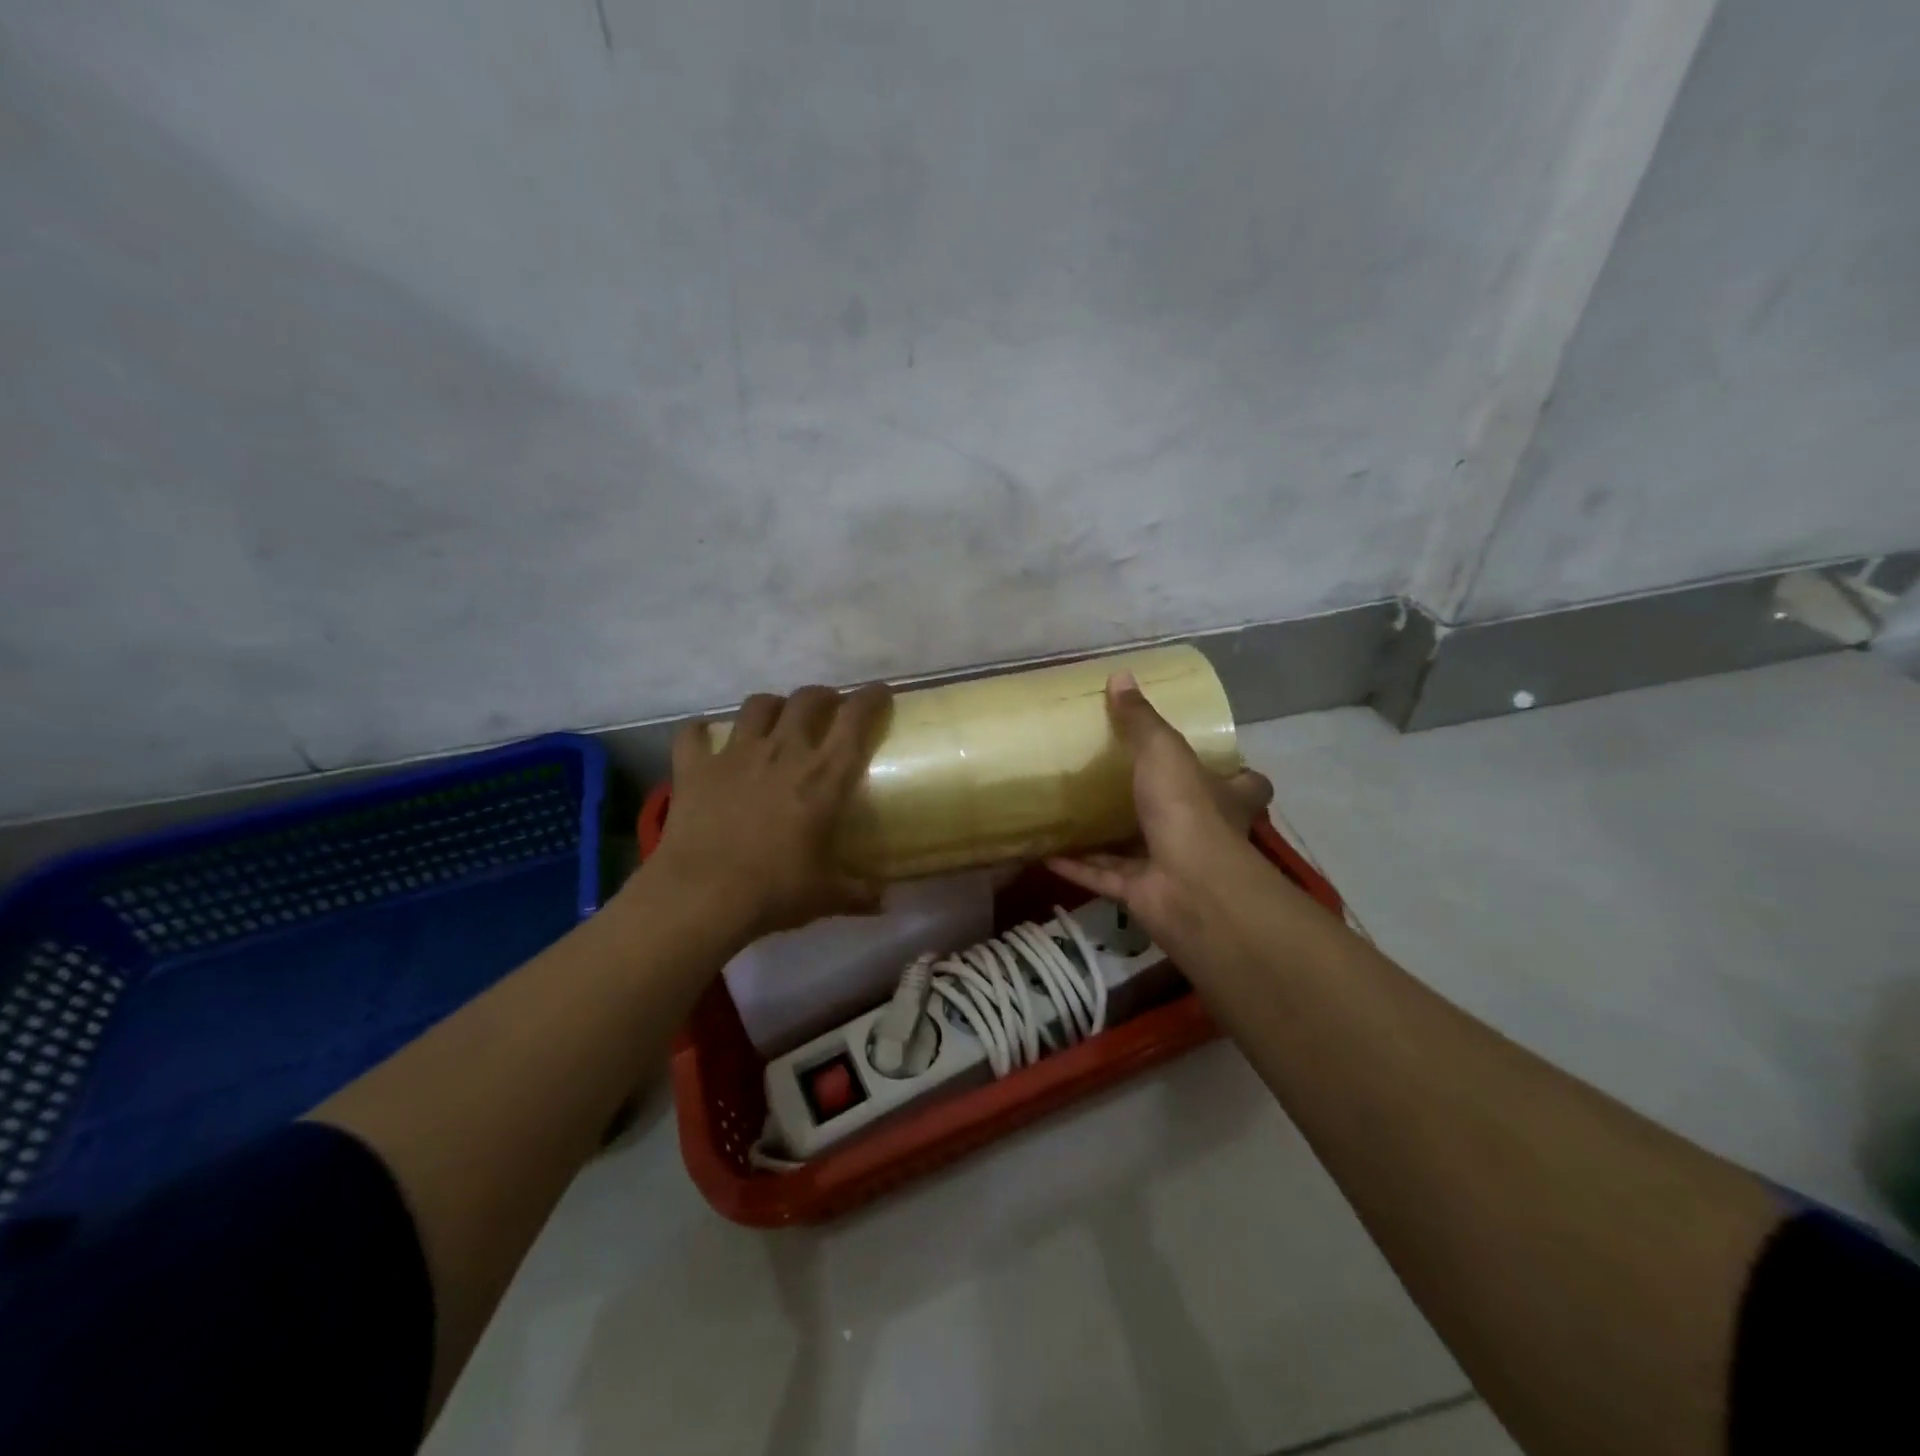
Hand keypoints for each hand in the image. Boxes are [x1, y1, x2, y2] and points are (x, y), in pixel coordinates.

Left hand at [646, 684, 892, 942]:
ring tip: (776, 718)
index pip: (855, 720)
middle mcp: (783, 752)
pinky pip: (694, 733)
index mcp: (823, 777)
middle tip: (829, 708)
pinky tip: (706, 738)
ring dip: (772, 705)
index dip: (871, 698)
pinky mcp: (695, 767)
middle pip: (807, 700)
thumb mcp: (826, 896)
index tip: (880, 692)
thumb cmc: (774, 892)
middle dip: (823, 696)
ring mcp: (735, 754)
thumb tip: (883, 902)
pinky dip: (701, 732)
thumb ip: (858, 893)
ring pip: (758, 705)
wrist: (701, 897)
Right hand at [1049, 672, 1272, 939]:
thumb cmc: (1186, 810)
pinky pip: (1104, 877)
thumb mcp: (1163, 752)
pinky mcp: (1141, 894)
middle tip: (1129, 782)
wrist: (1186, 888)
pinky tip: (1046, 852)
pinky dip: (1077, 867)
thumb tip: (1121, 674)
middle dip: (1167, 804)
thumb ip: (1140, 719)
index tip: (1215, 761)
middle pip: (1193, 818)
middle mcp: (1205, 835)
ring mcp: (1173, 868)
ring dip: (1110, 837)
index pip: (1247, 785)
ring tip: (1077, 814)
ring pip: (1140, 849)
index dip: (1236, 774)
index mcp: (1225, 799)